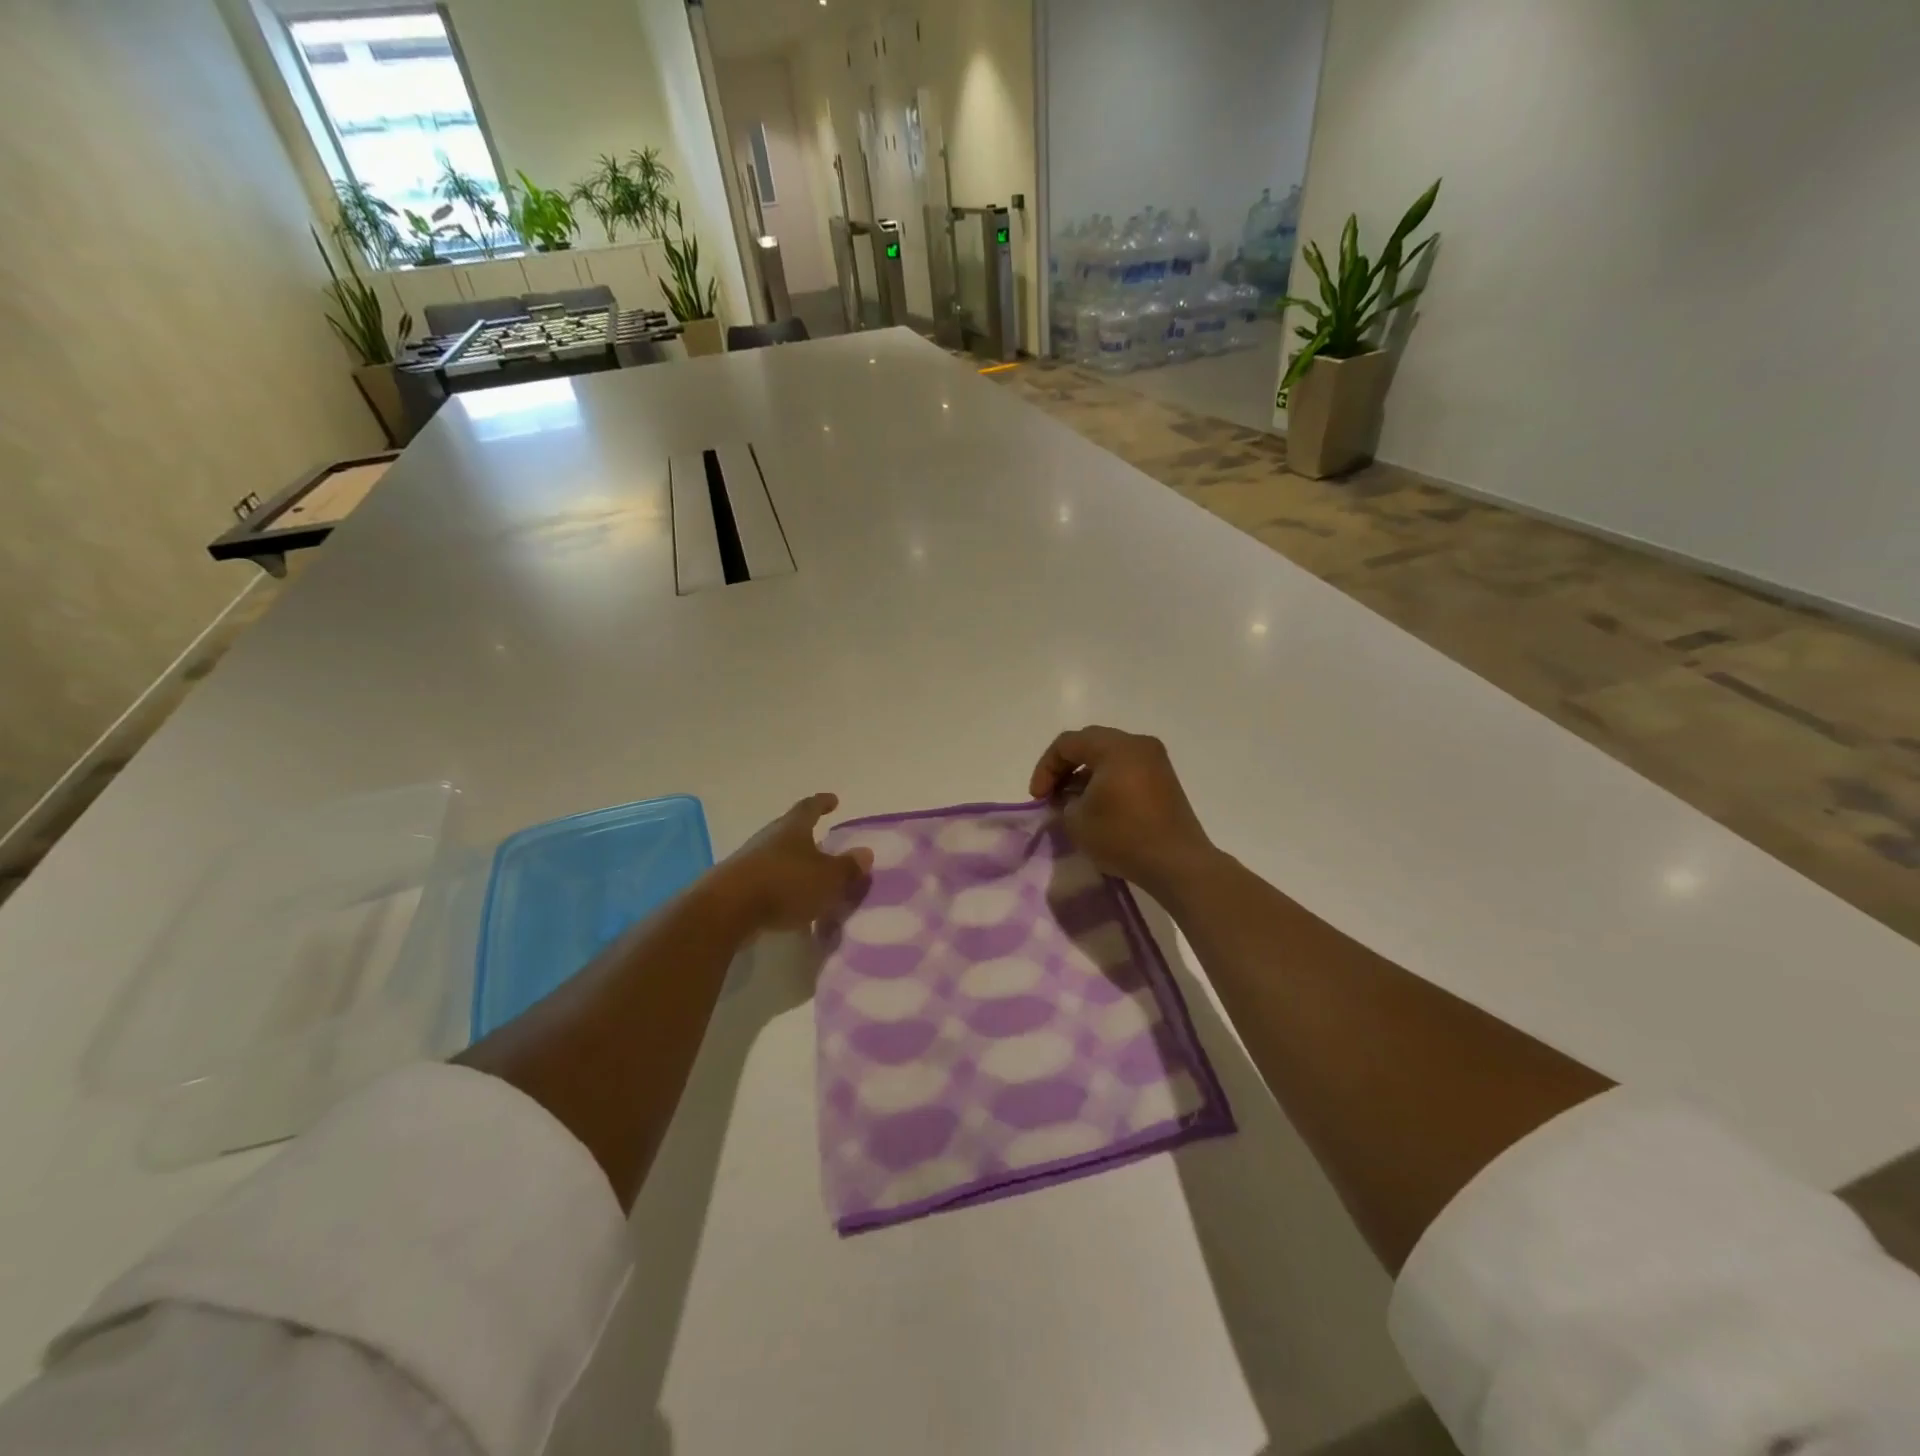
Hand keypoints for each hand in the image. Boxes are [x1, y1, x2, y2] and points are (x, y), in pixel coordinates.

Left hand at [713, 793, 872, 932]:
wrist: (727, 910)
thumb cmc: (784, 884)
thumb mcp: (827, 878)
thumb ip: (848, 867)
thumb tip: (865, 853)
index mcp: (792, 828)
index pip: (809, 807)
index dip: (822, 803)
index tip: (833, 800)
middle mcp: (769, 838)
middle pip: (790, 831)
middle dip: (807, 837)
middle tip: (824, 845)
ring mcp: (749, 860)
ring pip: (777, 856)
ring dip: (793, 864)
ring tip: (810, 878)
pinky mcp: (736, 885)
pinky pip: (766, 880)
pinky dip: (780, 887)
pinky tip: (789, 902)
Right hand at [1028, 726, 1218, 896]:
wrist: (1177, 863)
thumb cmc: (1123, 836)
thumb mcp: (1077, 820)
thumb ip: (1064, 801)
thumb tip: (1071, 798)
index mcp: (1116, 747)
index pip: (1068, 743)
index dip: (1045, 768)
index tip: (1038, 798)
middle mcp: (1138, 744)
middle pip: (1090, 743)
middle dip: (1065, 767)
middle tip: (1051, 795)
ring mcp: (1156, 761)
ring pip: (1109, 755)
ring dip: (1085, 774)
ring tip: (1073, 803)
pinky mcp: (1165, 780)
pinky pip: (1127, 768)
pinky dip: (1106, 780)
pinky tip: (1098, 806)